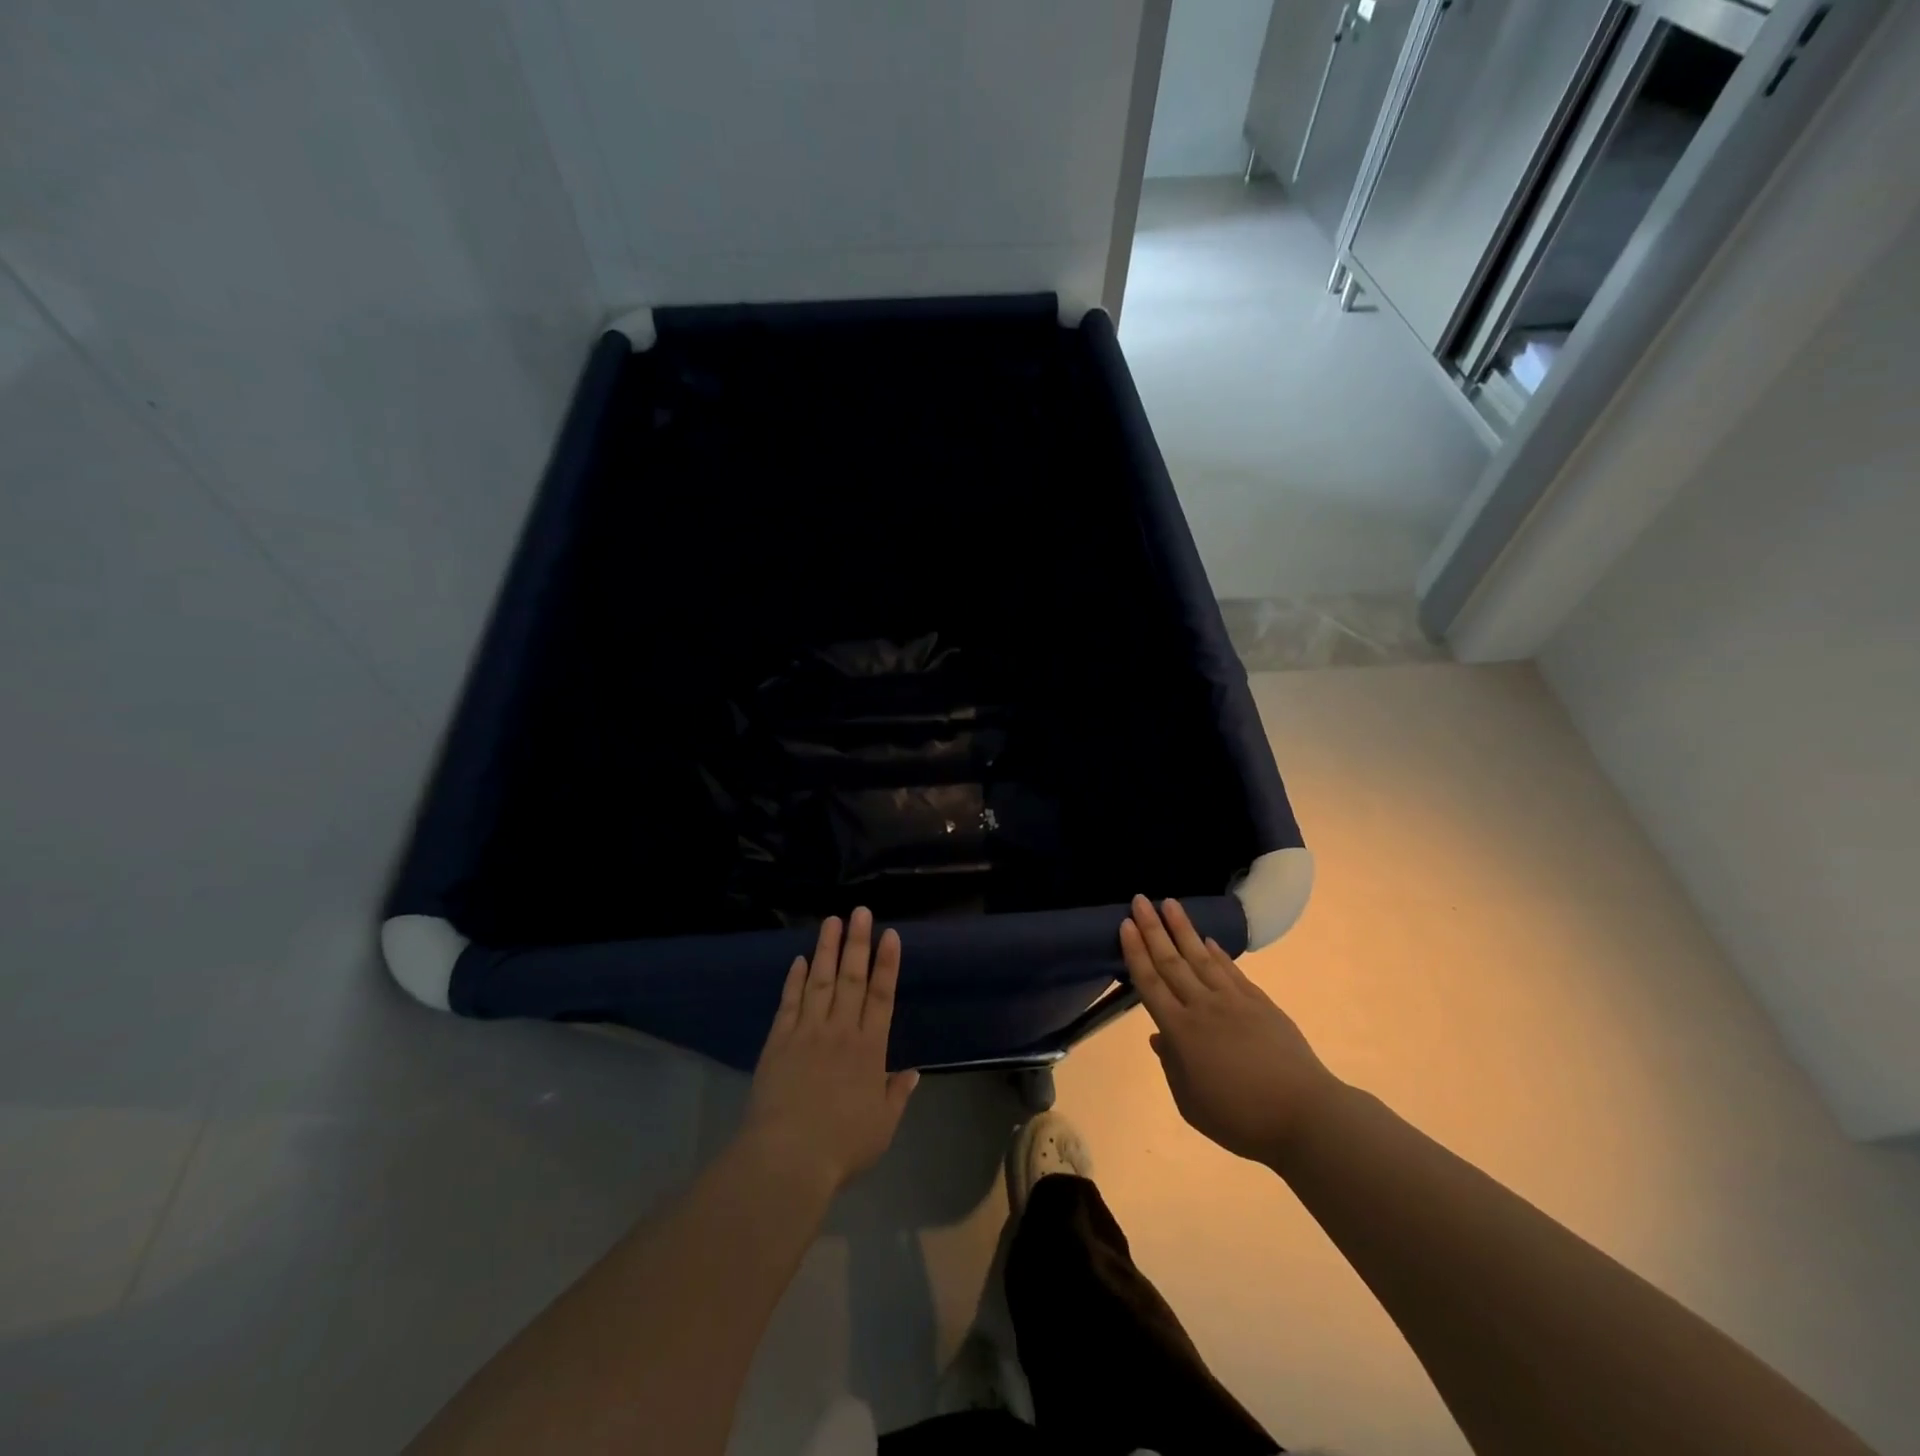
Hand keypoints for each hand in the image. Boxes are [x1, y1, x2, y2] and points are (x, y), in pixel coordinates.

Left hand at [741, 908, 918, 1194]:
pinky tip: (799, 960)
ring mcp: (807, 1032)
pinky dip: (794, 980)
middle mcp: (840, 1031)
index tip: (890, 934)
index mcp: (869, 1049)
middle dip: (857, 942)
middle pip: (851, 978)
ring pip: (820, 981)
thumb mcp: (883, 1126)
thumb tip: (913, 1072)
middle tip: (860, 912)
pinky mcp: (779, 1041)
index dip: (887, 964)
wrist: (787, 1158)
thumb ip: (897, 1094)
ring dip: (826, 950)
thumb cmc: (842, 1145)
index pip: (882, 996)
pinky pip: (789, 1002)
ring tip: (831, 921)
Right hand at [1120, 895, 1341, 1165]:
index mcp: (1181, 1032)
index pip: (1151, 983)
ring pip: (1201, 957)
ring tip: (1170, 903)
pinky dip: (1218, 953)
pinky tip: (1208, 939)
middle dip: (1153, 929)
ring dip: (1183, 929)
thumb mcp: (1191, 1103)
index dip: (1136, 953)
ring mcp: (1234, 1001)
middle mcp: (1203, 1007)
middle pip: (1172, 961)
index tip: (1125, 924)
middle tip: (1140, 899)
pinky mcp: (1260, 1003)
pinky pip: (1232, 971)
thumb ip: (1172, 1066)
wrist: (1304, 1115)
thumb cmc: (1241, 1119)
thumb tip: (1159, 1037)